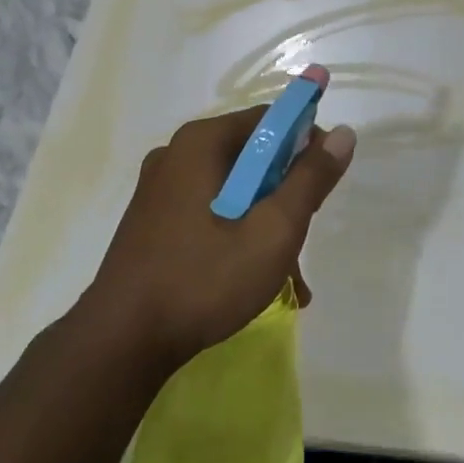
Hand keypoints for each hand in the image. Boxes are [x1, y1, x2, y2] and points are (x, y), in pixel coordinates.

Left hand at [85, 107, 356, 370]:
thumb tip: (342, 133)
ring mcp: (160, 189)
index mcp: (201, 142)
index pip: (269, 120)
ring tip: (288, 279)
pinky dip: (236, 235)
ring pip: (232, 191)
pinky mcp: (152, 221)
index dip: (305, 144)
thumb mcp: (272, 231)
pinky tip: (254, 281)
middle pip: (251, 157)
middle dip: (284, 195)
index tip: (324, 184)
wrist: (121, 343)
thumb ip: (310, 180)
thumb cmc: (203, 279)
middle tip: (302, 237)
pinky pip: (208, 212)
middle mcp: (176, 154)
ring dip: (264, 224)